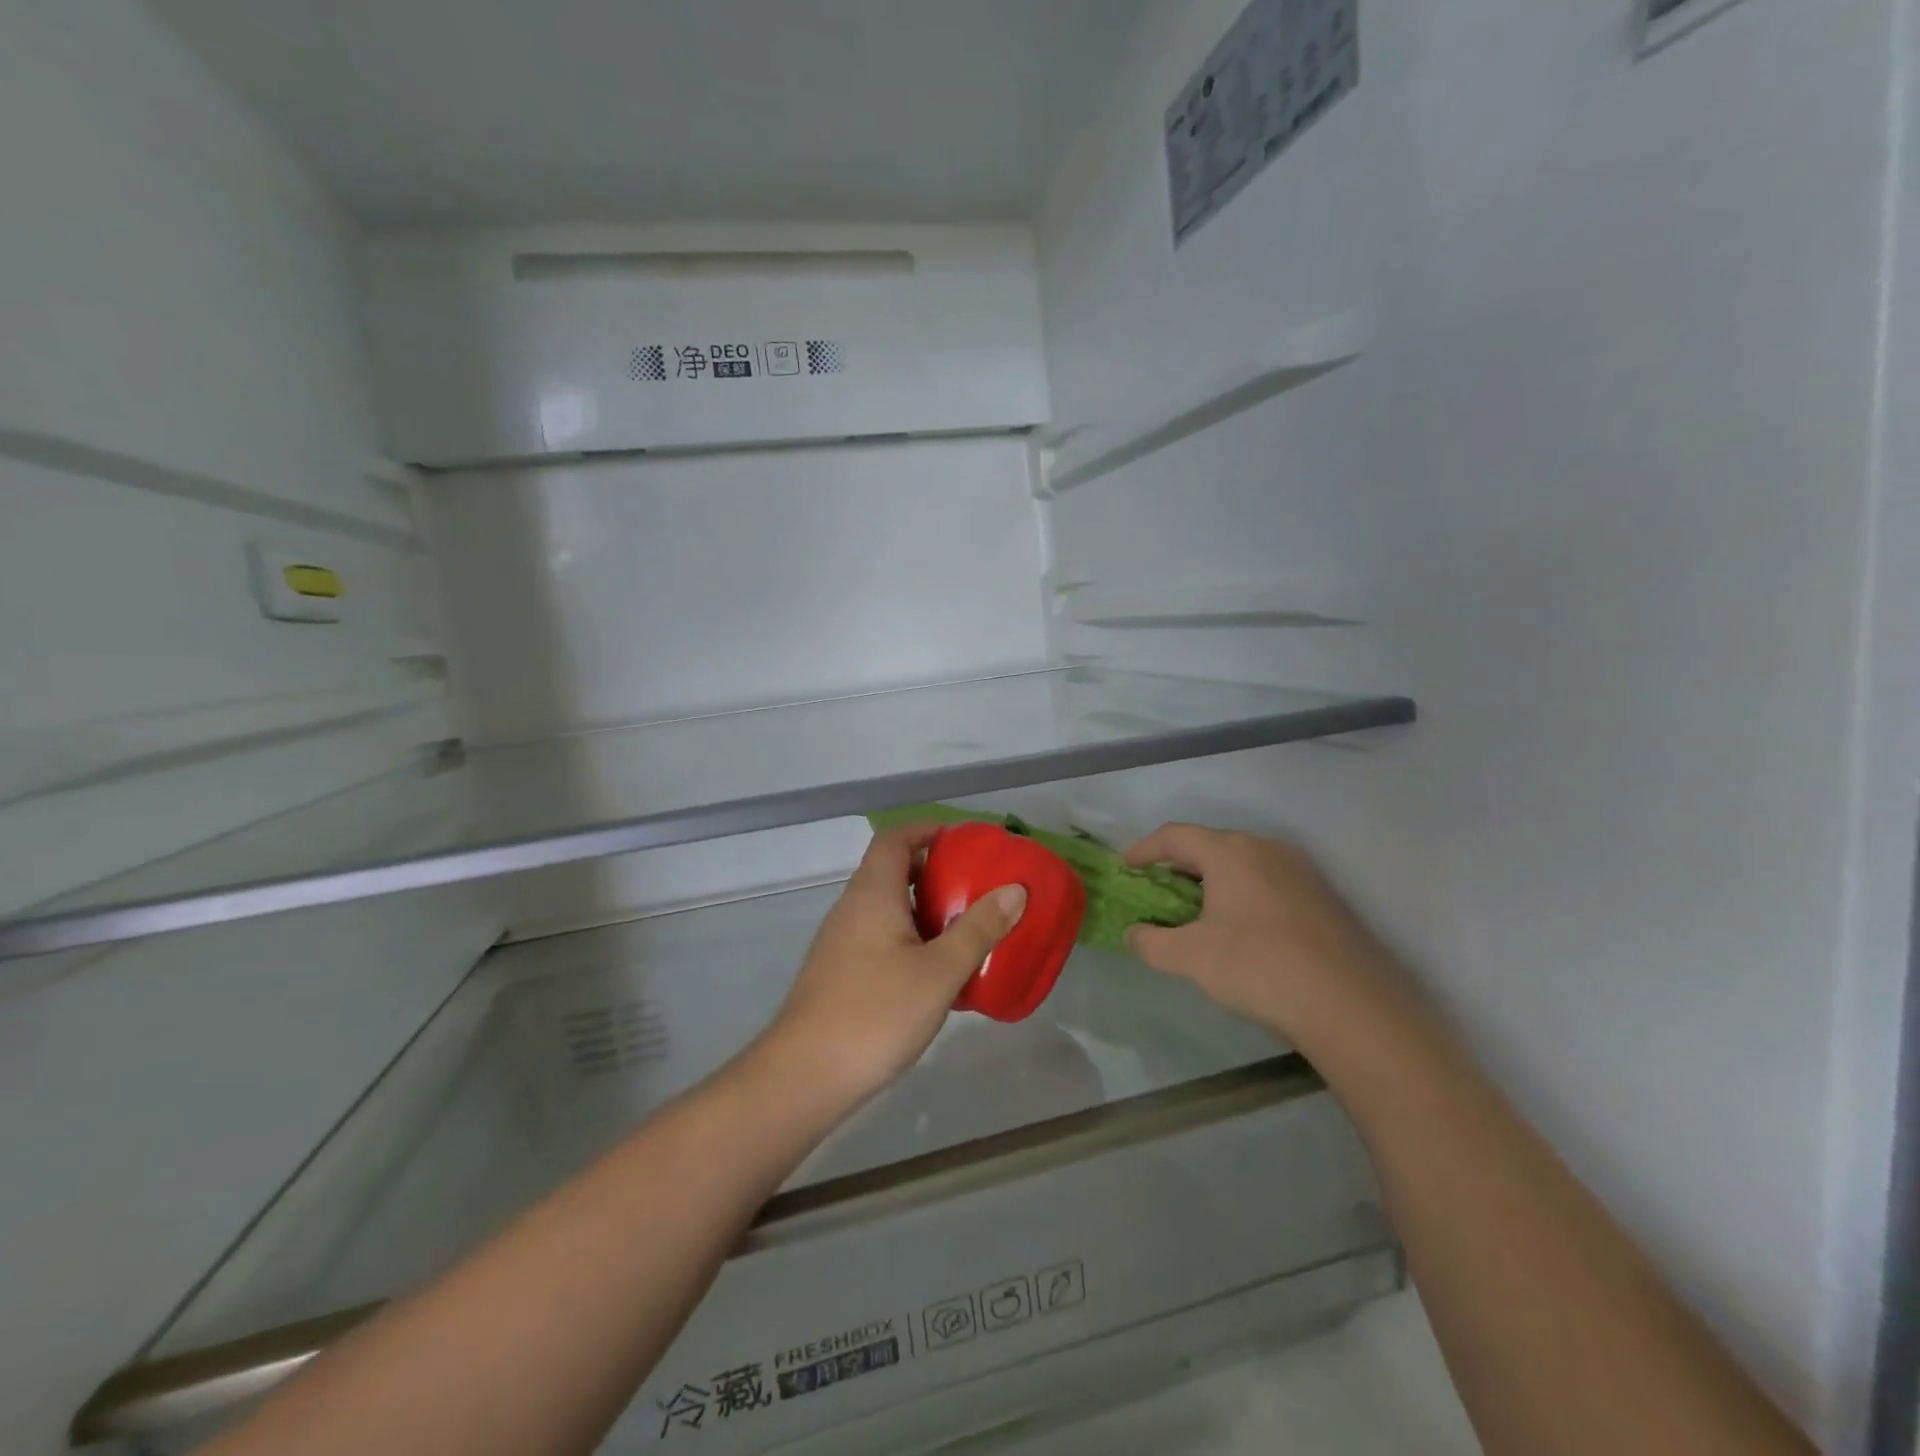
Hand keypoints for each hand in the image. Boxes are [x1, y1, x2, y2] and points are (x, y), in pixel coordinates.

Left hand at [762, 825, 1026, 1113]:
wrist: (804, 1076)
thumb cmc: (876, 1013)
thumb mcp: (939, 972)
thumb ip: (979, 929)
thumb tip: (1015, 889)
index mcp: (872, 893)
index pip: (895, 838)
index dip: (927, 830)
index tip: (964, 842)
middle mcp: (852, 908)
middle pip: (892, 870)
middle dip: (934, 871)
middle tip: (976, 887)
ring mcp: (841, 941)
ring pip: (887, 907)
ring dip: (924, 908)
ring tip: (965, 927)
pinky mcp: (840, 972)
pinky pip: (880, 936)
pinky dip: (910, 937)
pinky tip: (935, 971)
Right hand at [1123, 824, 1397, 1046]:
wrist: (1349, 1006)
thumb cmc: (1258, 968)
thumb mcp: (1189, 958)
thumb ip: (1151, 941)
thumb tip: (1136, 932)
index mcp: (1229, 852)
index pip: (1175, 835)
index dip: (1144, 849)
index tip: (1126, 868)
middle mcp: (1265, 848)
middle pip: (1209, 844)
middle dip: (1178, 864)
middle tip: (1158, 890)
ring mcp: (1299, 869)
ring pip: (1242, 862)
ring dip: (1212, 878)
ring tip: (1197, 909)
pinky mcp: (1322, 895)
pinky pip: (1268, 880)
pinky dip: (1242, 891)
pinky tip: (1241, 926)